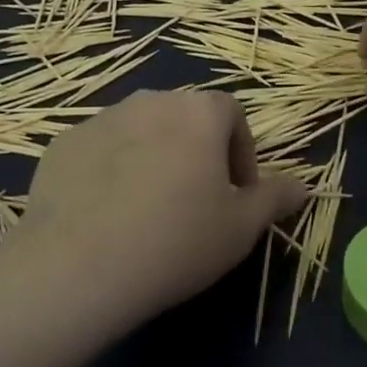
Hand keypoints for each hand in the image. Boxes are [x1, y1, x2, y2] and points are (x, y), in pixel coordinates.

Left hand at [23, 90, 307, 320]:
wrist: (78, 266)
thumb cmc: (177, 242)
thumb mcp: (240, 228)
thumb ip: (274, 198)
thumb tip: (302, 185)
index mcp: (199, 112)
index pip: (232, 115)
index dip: (241, 153)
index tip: (236, 195)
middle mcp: (151, 100)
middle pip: (185, 119)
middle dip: (196, 153)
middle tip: (194, 204)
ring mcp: (102, 118)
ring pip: (141, 132)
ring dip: (152, 158)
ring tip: (147, 211)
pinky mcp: (64, 143)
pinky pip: (100, 150)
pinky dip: (110, 171)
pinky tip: (105, 216)